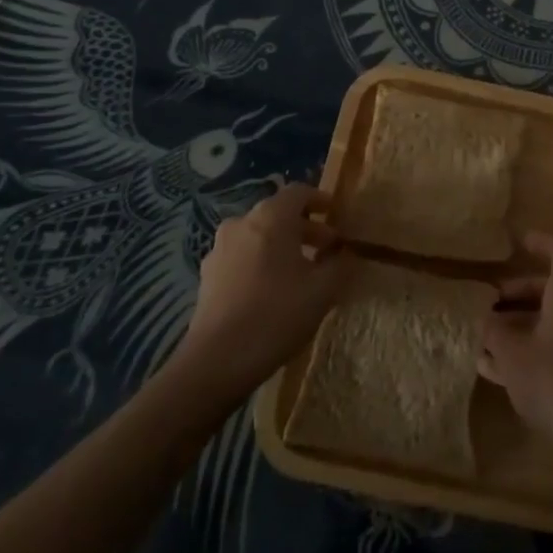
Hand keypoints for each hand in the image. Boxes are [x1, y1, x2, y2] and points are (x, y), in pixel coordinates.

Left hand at [178, 183, 352, 391]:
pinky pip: (242, 257)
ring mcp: (220, 249)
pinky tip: (273, 290)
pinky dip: (261, 262)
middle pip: (278, 214)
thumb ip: (339, 265)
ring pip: (258, 236)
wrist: (217, 361)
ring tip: (302, 271)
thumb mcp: (323, 290)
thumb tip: (344, 254)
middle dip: (305, 228)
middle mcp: (242, 224)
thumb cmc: (276, 314)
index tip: (336, 214)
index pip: (298, 192)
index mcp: (270, 218)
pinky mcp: (208, 276)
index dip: (320, 200)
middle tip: (327, 249)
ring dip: (282, 246)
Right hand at [478, 234, 552, 469]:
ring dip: (521, 323)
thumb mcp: (513, 355)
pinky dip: (532, 347)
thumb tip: (482, 316)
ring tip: (486, 336)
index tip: (520, 242)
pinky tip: (497, 368)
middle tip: (490, 301)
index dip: (541, 243)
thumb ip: (494, 330)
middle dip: (519, 292)